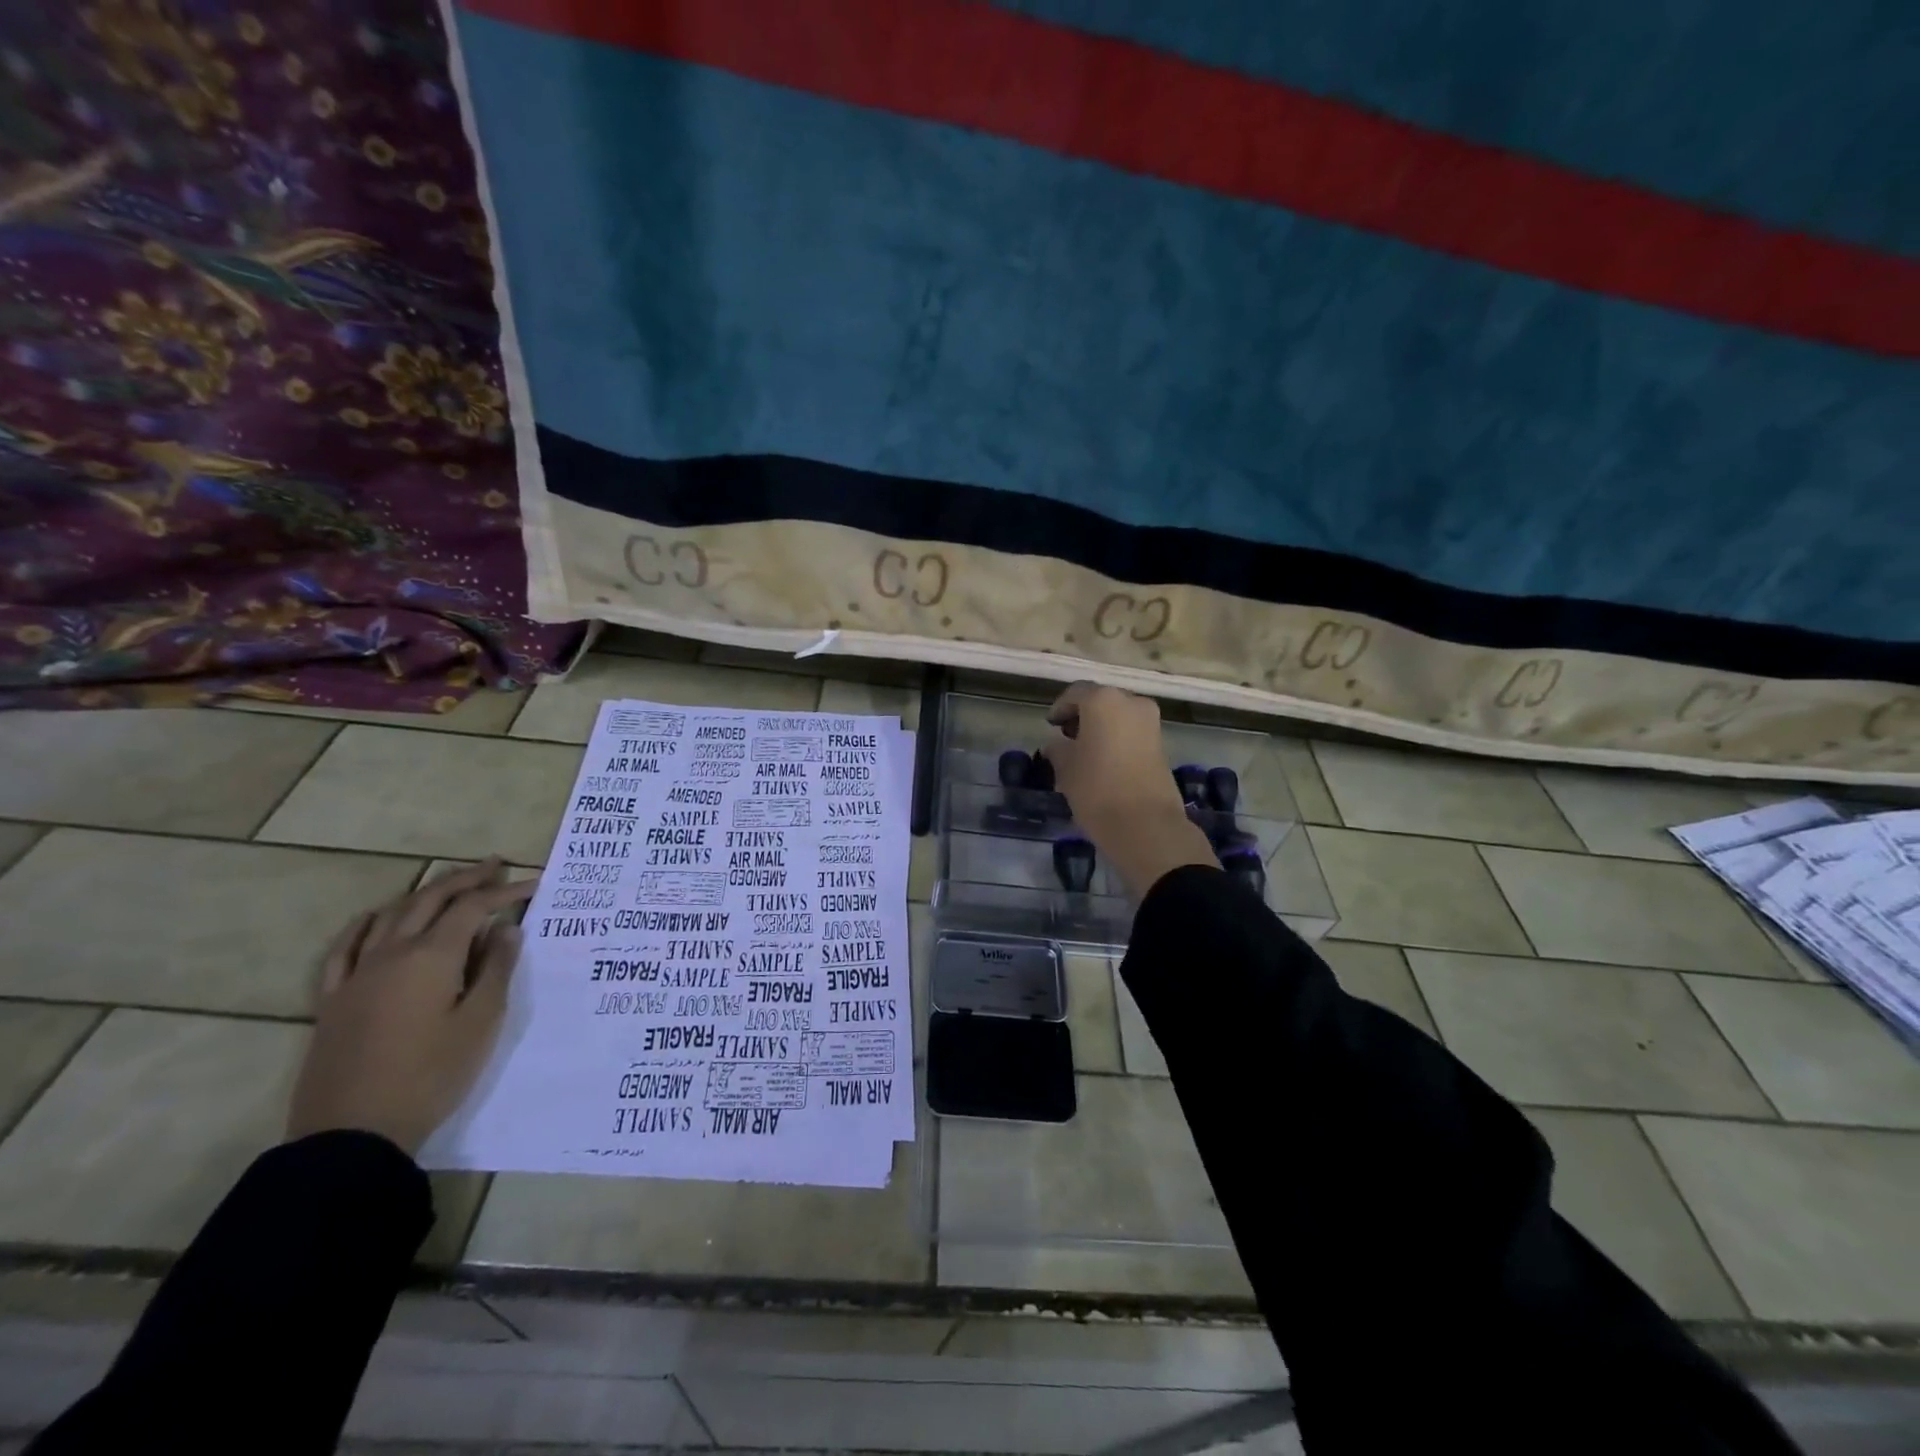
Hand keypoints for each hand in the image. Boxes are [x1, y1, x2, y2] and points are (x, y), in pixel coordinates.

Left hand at [287, 859, 536, 1154]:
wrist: (353, 1134)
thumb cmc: (431, 1075)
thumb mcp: (481, 1022)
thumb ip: (497, 969)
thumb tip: (505, 929)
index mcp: (432, 956)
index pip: (473, 908)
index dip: (504, 891)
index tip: (533, 884)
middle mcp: (392, 954)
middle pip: (430, 900)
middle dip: (465, 879)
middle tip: (494, 866)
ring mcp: (357, 975)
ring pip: (391, 915)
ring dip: (423, 893)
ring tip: (448, 885)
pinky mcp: (334, 1000)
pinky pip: (346, 948)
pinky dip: (367, 924)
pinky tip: (376, 918)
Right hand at [1044, 683, 1217, 896]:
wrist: (1146, 824)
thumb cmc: (1096, 788)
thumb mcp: (1065, 767)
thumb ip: (1057, 748)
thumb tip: (1056, 744)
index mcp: (1103, 700)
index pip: (1075, 693)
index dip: (1060, 708)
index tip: (1051, 725)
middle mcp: (1131, 702)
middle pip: (1101, 701)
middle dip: (1083, 716)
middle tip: (1066, 737)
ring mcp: (1151, 722)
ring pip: (1119, 716)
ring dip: (1101, 728)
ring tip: (1085, 752)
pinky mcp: (1162, 744)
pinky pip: (1132, 732)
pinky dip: (1117, 739)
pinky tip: (1104, 762)